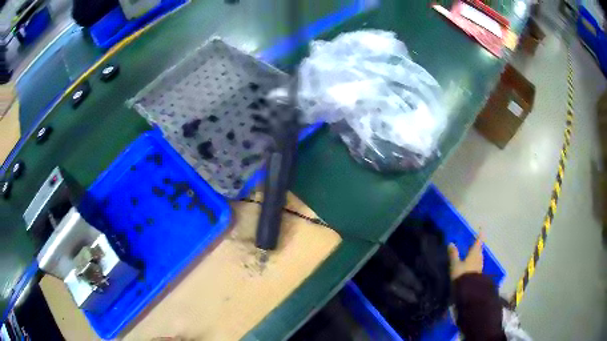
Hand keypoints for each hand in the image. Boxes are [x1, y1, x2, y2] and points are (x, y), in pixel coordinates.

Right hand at [448, 232, 483, 279]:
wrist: (469, 290)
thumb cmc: (462, 274)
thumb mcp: (455, 264)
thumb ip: (453, 254)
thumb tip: (451, 243)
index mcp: (474, 254)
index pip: (478, 242)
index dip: (479, 236)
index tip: (481, 230)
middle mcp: (478, 258)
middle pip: (480, 250)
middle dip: (478, 246)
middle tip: (477, 243)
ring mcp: (479, 267)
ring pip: (479, 258)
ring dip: (478, 255)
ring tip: (474, 254)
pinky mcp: (478, 275)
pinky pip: (478, 265)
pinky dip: (476, 263)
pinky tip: (473, 266)